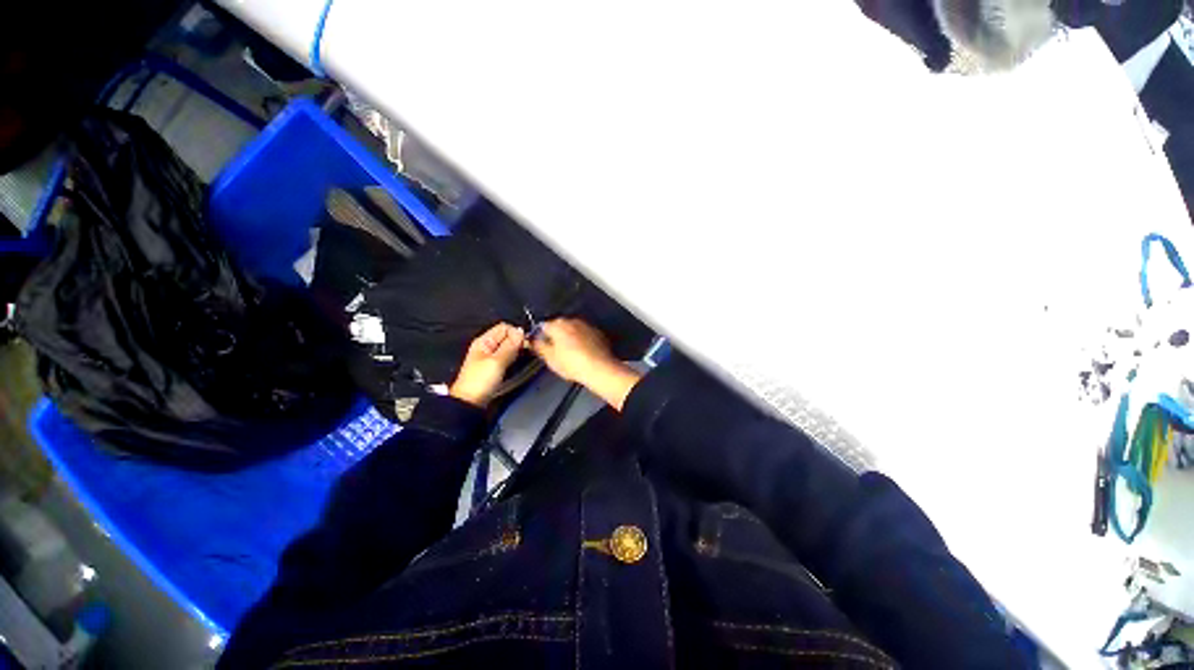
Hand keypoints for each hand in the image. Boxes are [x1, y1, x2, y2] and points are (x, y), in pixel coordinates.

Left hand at [449, 323, 525, 406]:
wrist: (469, 403)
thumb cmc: (479, 382)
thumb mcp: (497, 361)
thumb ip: (510, 345)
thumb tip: (521, 331)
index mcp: (484, 341)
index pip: (505, 327)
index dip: (516, 333)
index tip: (524, 344)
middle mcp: (486, 346)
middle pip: (507, 336)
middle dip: (517, 343)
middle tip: (522, 353)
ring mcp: (490, 357)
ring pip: (508, 347)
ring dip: (516, 351)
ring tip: (518, 360)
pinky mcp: (494, 367)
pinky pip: (507, 357)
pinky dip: (512, 359)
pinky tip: (514, 366)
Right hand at [528, 319, 641, 410]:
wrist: (600, 368)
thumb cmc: (572, 364)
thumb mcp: (550, 358)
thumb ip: (539, 346)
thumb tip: (532, 339)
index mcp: (558, 324)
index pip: (543, 326)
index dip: (540, 336)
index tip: (542, 347)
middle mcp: (572, 320)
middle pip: (559, 325)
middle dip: (556, 335)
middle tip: (555, 350)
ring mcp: (587, 325)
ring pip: (573, 328)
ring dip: (570, 336)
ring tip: (570, 352)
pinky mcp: (598, 332)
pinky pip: (585, 333)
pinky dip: (582, 339)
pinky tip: (583, 351)